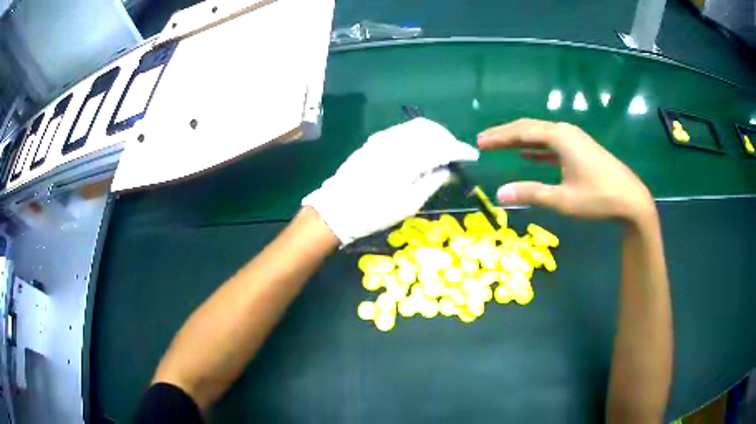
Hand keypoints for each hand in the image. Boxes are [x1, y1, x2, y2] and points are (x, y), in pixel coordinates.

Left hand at [304, 118, 478, 244]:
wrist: (337, 210)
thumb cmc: (375, 212)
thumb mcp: (409, 203)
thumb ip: (432, 182)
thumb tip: (449, 170)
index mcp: (409, 158)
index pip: (443, 147)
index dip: (461, 150)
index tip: (473, 156)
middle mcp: (397, 141)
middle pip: (431, 130)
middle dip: (448, 139)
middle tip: (456, 154)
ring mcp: (383, 138)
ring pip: (416, 127)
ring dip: (433, 135)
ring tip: (441, 151)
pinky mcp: (374, 141)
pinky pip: (403, 130)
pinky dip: (418, 136)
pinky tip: (420, 149)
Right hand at [477, 119, 654, 222]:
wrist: (631, 200)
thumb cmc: (598, 198)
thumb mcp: (563, 199)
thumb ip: (531, 193)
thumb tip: (499, 193)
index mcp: (559, 137)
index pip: (522, 132)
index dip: (499, 136)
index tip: (479, 142)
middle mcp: (565, 132)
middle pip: (530, 128)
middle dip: (506, 135)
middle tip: (484, 141)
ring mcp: (574, 139)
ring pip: (541, 135)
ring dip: (520, 140)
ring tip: (500, 146)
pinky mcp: (580, 149)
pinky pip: (552, 144)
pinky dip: (537, 148)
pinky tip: (528, 154)